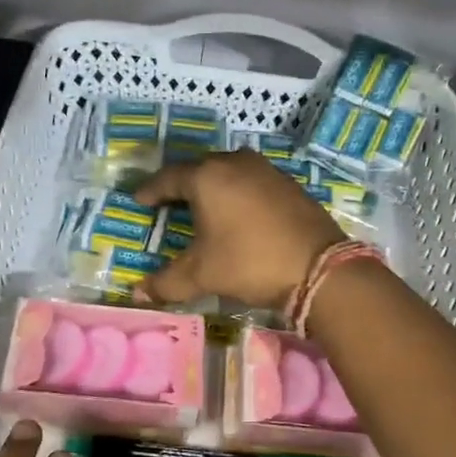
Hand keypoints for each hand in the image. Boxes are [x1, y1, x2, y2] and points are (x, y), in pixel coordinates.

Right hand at [134, 149, 344, 308]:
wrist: (318, 267)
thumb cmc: (249, 262)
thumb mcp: (202, 275)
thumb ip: (166, 282)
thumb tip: (137, 294)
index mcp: (206, 177)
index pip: (168, 178)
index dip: (151, 190)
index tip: (139, 200)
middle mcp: (234, 163)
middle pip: (198, 169)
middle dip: (180, 185)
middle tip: (167, 202)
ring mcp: (265, 170)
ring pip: (227, 171)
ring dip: (211, 186)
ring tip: (201, 206)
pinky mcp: (287, 182)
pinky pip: (250, 181)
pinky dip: (236, 192)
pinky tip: (237, 211)